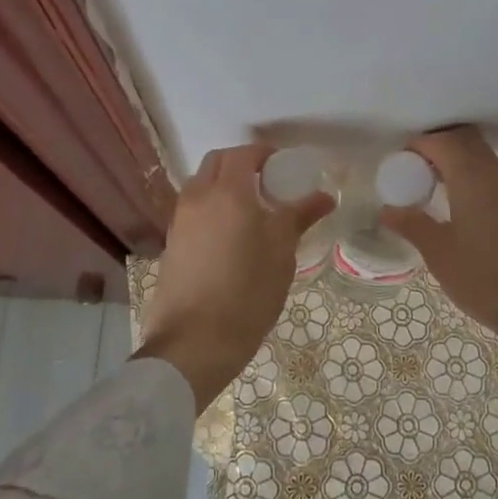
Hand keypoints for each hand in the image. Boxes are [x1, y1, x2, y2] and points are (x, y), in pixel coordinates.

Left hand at [134, 143, 333, 409]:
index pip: (244, 154)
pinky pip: (192, 209)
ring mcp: (179, 221)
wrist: (194, 344)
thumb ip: (300, 216)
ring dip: (223, 184)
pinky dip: (211, 206)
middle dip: (241, 163)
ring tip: (250, 209)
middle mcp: (198, 198)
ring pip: (200, 184)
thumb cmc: (247, 293)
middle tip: (268, 182)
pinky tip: (230, 234)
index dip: (265, 154)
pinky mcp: (171, 244)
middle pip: (216, 162)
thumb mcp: (282, 253)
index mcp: (227, 193)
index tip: (285, 166)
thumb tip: (326, 196)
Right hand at [378, 126, 497, 360]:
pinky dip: (474, 182)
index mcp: (473, 177)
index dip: (418, 145)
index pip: (443, 140)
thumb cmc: (487, 279)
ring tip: (435, 192)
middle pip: (467, 141)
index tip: (399, 164)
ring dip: (458, 164)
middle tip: (415, 172)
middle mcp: (497, 175)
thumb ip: (412, 225)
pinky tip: (463, 214)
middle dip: (439, 147)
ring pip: (484, 159)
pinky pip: (495, 180)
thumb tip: (388, 209)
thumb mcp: (439, 254)